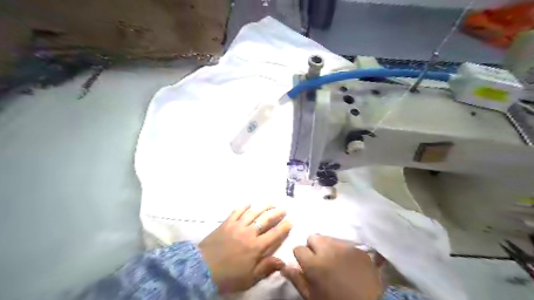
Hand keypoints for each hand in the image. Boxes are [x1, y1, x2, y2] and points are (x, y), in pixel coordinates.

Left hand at [200, 204, 291, 293]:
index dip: (284, 227)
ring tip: (271, 203)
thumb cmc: (228, 276)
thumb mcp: (249, 278)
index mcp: (256, 247)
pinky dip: (244, 206)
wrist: (202, 269)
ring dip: (263, 206)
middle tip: (283, 208)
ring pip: (253, 212)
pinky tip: (249, 204)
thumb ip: (266, 268)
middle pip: (266, 219)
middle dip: (276, 213)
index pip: (274, 234)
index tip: (290, 221)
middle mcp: (249, 233)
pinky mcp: (227, 223)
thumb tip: (283, 261)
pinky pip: (237, 211)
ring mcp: (237, 226)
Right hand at [281, 234, 380, 299]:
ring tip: (333, 259)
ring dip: (327, 246)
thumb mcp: (313, 297)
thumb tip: (284, 267)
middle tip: (319, 260)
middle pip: (313, 237)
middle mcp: (327, 249)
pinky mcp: (357, 248)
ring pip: (328, 238)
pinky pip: (344, 243)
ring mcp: (344, 246)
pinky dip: (341, 249)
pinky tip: (346, 261)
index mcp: (314, 263)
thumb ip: (297, 280)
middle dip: (313, 246)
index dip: (301, 257)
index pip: (298, 248)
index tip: (305, 264)